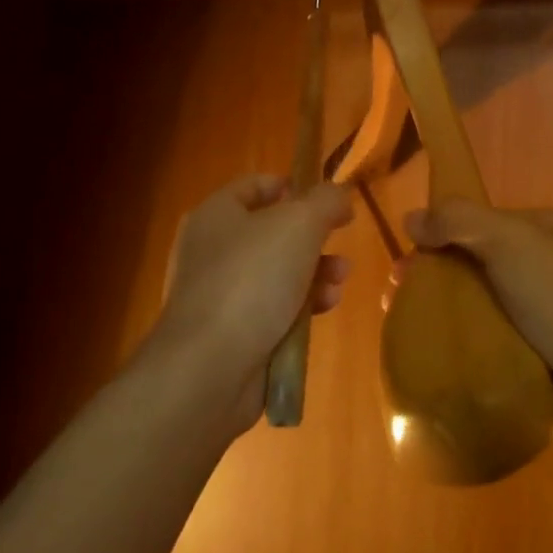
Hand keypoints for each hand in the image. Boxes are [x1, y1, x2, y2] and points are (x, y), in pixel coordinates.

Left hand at [151, 174, 353, 429]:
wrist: (210, 367)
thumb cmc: (252, 279)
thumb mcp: (300, 223)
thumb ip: (326, 200)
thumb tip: (339, 195)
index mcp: (217, 215)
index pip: (255, 186)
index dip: (292, 186)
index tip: (327, 199)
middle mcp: (213, 250)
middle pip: (274, 232)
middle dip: (314, 238)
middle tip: (341, 241)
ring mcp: (221, 294)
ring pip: (280, 273)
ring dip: (316, 274)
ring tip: (339, 281)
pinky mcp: (233, 332)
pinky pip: (275, 309)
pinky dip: (302, 307)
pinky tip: (324, 310)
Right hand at [401, 201, 552, 459]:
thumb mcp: (514, 243)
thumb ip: (461, 221)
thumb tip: (412, 217)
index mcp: (546, 232)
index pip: (480, 222)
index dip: (439, 235)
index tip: (405, 259)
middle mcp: (544, 268)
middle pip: (473, 264)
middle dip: (432, 276)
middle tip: (394, 299)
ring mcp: (540, 317)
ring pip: (476, 307)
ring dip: (438, 314)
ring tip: (401, 330)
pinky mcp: (533, 359)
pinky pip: (485, 345)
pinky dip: (458, 348)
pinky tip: (429, 357)